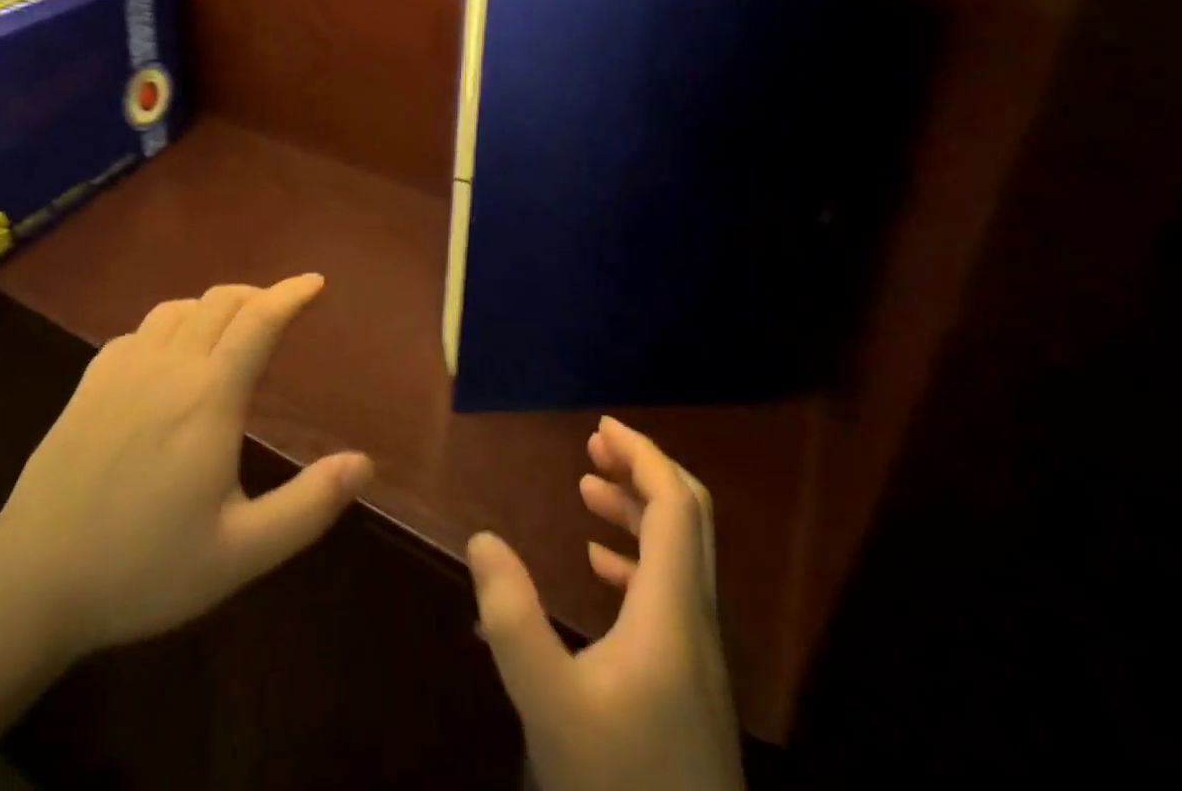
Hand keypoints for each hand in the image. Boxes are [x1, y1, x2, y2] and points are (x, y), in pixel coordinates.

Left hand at [0, 274, 372, 661]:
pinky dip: (170, 325)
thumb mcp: (239, 554)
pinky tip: (170, 354)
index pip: (259, 320)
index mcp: (209, 396)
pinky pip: (139, 330)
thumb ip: (307, 507)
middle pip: (221, 301)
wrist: (29, 582)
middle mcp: (168, 367)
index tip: (316, 282)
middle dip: (258, 295)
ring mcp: (122, 370)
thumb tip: (364, 464)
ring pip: (178, 308)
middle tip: (282, 311)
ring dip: (214, 306)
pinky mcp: (89, 383)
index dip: (292, 293)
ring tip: (232, 327)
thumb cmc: (142, 569)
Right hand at [467, 417, 744, 790]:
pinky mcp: (689, 683)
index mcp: (674, 611)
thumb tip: (483, 537)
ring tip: (587, 488)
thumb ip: (512, 617)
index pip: (674, 504)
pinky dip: (638, 558)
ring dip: (638, 511)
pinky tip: (599, 566)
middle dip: (642, 471)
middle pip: (688, 519)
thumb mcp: (549, 704)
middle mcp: (697, 620)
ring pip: (680, 554)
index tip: (600, 427)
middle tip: (593, 446)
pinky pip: (670, 591)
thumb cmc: (618, 786)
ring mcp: (698, 654)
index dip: (643, 455)